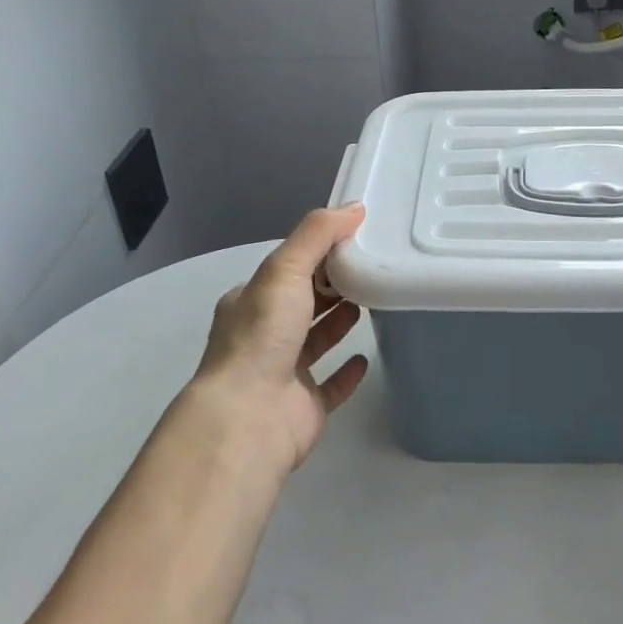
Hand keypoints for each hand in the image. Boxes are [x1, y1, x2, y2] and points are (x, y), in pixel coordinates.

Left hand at [183, 205, 369, 476]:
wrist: (249, 416)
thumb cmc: (262, 335)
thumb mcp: (284, 270)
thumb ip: (317, 235)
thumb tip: (355, 207)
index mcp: (250, 303)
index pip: (287, 270)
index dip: (317, 255)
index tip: (354, 240)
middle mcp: (263, 336)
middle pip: (302, 304)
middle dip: (331, 286)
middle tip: (371, 267)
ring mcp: (283, 374)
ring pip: (315, 341)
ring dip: (339, 322)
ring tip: (373, 301)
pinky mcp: (304, 407)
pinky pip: (330, 385)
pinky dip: (347, 371)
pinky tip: (366, 357)